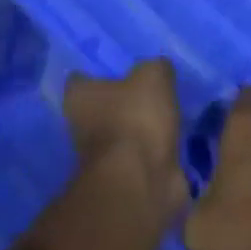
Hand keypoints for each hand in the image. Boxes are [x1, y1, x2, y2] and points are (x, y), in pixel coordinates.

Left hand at [63, 58, 186, 216]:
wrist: (141, 181)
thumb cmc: (136, 118)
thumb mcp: (153, 76)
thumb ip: (155, 67)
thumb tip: (157, 70)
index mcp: (79, 97)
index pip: (80, 80)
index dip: (97, 74)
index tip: (118, 71)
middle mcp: (81, 126)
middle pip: (99, 108)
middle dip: (120, 103)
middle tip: (147, 92)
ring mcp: (100, 157)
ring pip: (119, 134)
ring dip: (137, 129)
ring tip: (165, 116)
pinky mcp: (122, 179)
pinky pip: (138, 158)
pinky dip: (151, 152)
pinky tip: (171, 142)